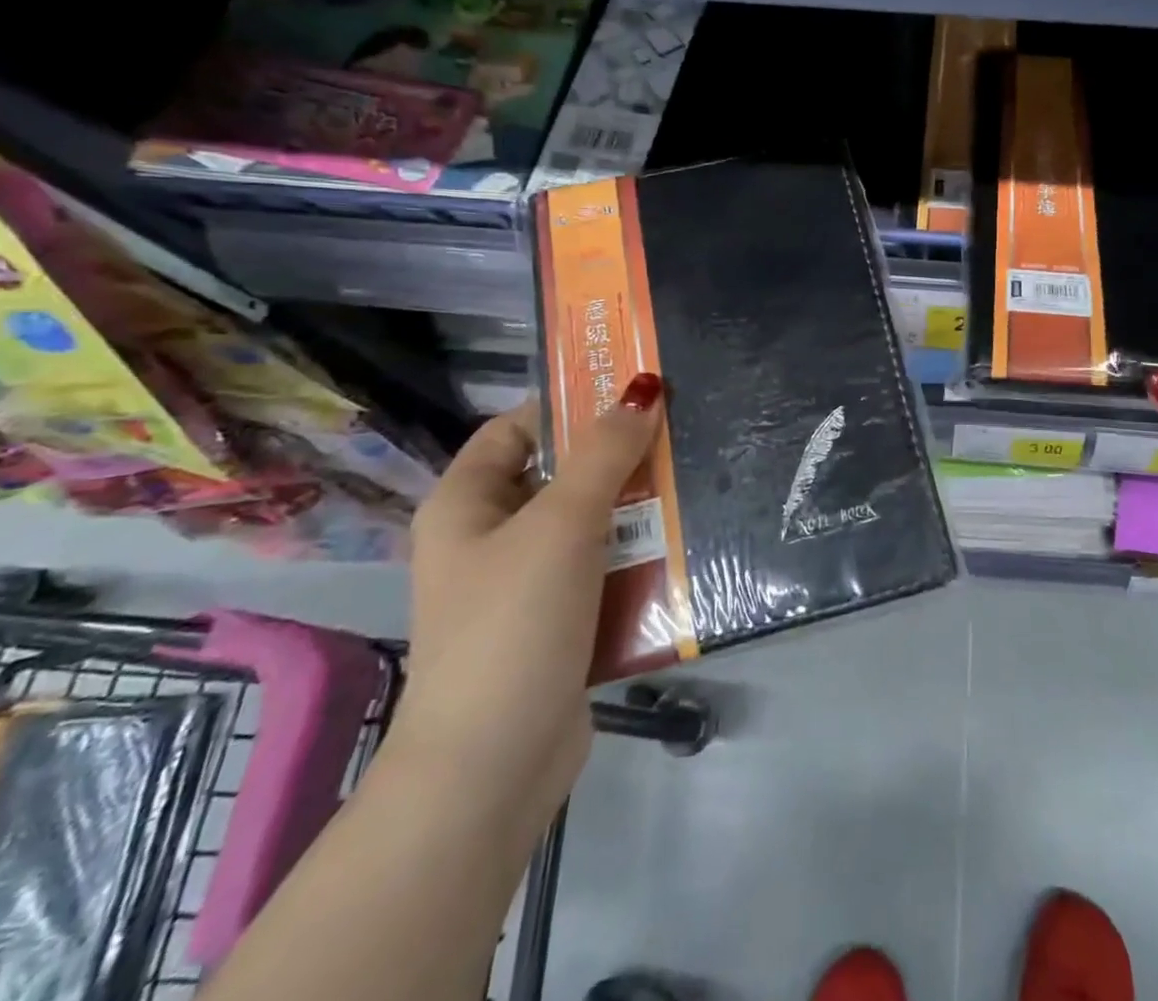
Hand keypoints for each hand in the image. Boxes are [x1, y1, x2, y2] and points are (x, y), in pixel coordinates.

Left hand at [390, 376, 662, 823]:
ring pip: (587, 523)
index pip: (516, 428)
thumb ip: (604, 454)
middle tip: (678, 435)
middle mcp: (489, 538)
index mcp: (466, 504)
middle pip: (559, 474)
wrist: (494, 766)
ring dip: (634, 507)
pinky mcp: (557, 621)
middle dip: (616, 457)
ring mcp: (524, 583)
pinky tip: (681, 542)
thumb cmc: (514, 623)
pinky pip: (601, 568)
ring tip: (691, 482)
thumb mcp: (562, 523)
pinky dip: (635, 553)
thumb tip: (643, 391)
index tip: (633, 394)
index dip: (568, 404)